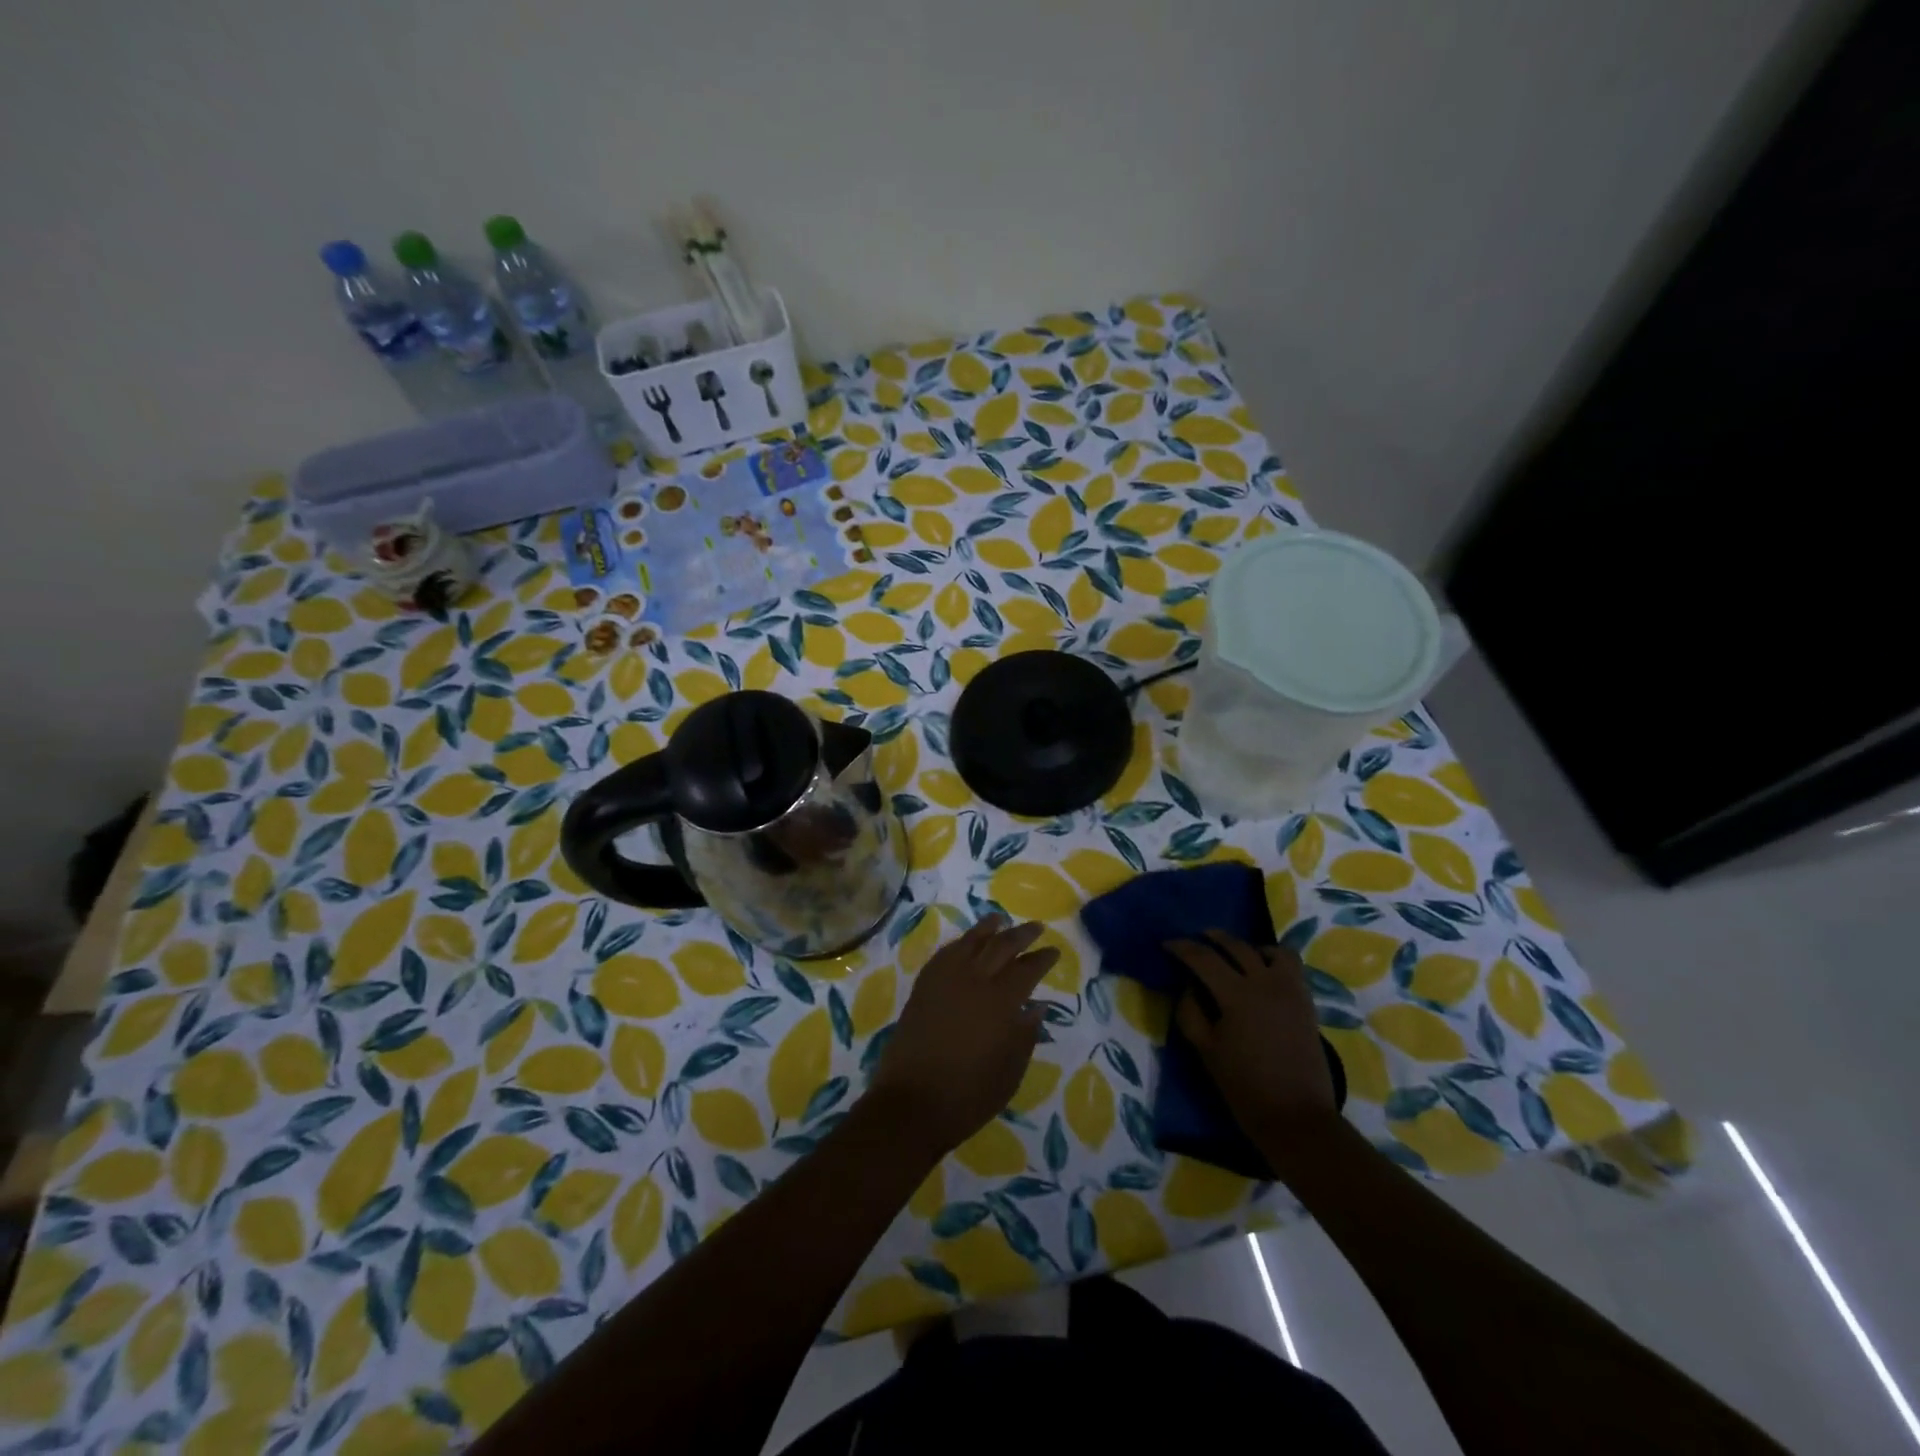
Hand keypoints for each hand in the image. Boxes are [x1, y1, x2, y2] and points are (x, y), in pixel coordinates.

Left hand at [868, 914, 1058, 1157]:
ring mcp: (944, 980)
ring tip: (1000, 919)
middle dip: (1021, 935)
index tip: (1053, 950)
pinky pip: (944, 954)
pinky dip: (959, 944)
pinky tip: (965, 943)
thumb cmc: (969, 1095)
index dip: (1042, 958)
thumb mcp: (1010, 1072)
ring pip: (970, 942)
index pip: (1027, 969)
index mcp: (1000, 1002)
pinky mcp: (923, 987)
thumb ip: (1025, 1035)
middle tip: (1035, 927)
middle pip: (1000, 946)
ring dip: (988, 928)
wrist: (912, 1103)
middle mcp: (973, 981)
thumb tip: (1036, 1006)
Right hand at [1166, 934, 1337, 1140]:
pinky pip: (1292, 967)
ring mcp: (1291, 991)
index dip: (1182, 947)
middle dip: (1213, 938)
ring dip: (1248, 947)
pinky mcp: (1306, 1003)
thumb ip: (1191, 1012)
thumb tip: (1188, 988)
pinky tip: (1263, 973)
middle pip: (1236, 947)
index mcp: (1236, 995)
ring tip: (1235, 955)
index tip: (1167, 944)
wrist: (1296, 1116)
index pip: (1203, 958)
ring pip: (1270, 950)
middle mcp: (1265, 983)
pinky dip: (1274, 960)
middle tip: (1197, 940)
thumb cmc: (1244, 1086)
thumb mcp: (1206, 1050)